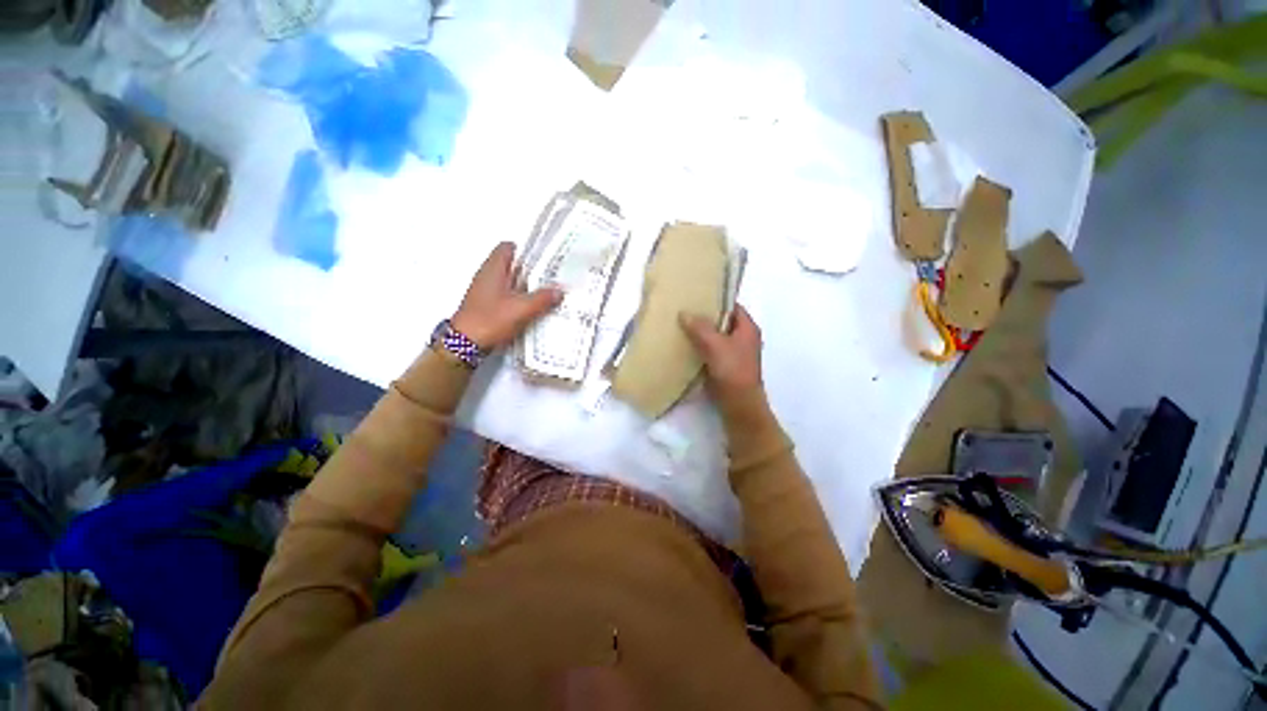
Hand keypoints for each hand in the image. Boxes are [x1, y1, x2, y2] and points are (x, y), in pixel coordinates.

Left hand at [452, 242, 562, 348]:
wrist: (466, 344)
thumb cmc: (490, 320)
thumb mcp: (522, 309)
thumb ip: (543, 298)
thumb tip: (559, 291)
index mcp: (493, 268)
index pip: (508, 247)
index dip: (526, 251)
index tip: (544, 259)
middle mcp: (487, 276)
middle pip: (511, 265)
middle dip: (531, 271)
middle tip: (550, 278)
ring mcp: (485, 291)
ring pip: (510, 282)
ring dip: (526, 287)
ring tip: (546, 294)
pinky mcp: (486, 305)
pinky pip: (506, 296)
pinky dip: (519, 299)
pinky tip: (532, 309)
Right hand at [679, 304, 763, 397]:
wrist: (738, 404)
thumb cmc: (732, 370)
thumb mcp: (715, 345)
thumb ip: (700, 327)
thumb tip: (684, 313)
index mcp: (747, 328)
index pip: (732, 306)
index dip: (716, 300)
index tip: (697, 296)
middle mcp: (742, 338)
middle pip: (722, 321)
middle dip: (704, 317)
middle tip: (684, 309)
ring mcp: (734, 353)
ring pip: (715, 337)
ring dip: (700, 333)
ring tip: (680, 325)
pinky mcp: (724, 366)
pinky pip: (710, 351)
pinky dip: (699, 347)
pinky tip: (683, 345)